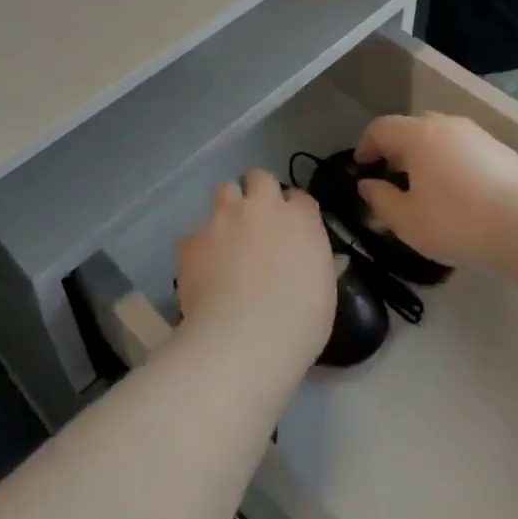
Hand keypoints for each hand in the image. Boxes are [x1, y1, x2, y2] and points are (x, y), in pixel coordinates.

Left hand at [176, 169, 335, 365]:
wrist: (243, 341)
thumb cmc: (298, 323)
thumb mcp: (325, 293)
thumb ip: (321, 264)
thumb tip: (324, 258)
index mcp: (300, 218)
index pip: (299, 196)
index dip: (293, 211)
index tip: (291, 231)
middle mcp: (261, 207)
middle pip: (259, 177)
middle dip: (257, 193)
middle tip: (257, 223)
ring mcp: (223, 218)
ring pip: (224, 191)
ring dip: (227, 209)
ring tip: (227, 240)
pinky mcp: (192, 239)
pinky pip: (195, 234)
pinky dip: (200, 248)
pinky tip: (203, 273)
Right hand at [354, 114, 517, 266]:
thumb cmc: (456, 221)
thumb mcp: (407, 221)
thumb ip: (381, 200)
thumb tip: (367, 185)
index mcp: (418, 135)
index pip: (380, 128)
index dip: (365, 145)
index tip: (361, 167)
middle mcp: (446, 125)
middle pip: (412, 128)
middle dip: (397, 150)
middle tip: (394, 178)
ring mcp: (478, 134)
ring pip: (442, 137)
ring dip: (428, 156)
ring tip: (428, 187)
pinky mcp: (504, 151)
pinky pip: (467, 150)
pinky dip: (455, 163)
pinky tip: (463, 193)